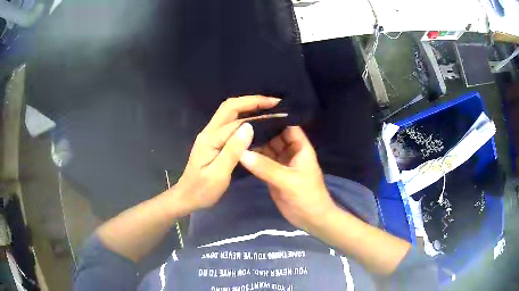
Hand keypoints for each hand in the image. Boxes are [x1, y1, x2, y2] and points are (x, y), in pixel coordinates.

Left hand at [174, 96, 280, 210]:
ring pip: (230, 113)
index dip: (256, 111)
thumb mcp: (218, 174)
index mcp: (210, 138)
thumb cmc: (202, 190)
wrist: (187, 197)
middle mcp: (209, 132)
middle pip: (230, 107)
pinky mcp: (213, 141)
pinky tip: (256, 123)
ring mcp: (210, 135)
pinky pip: (230, 124)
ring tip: (268, 109)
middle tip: (274, 102)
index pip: (236, 119)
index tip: (276, 109)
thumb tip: (250, 126)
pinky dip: (244, 118)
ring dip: (248, 107)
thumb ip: (232, 150)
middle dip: (252, 101)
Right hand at [239, 126, 336, 231]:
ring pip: (266, 150)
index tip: (255, 111)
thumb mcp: (288, 180)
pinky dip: (252, 159)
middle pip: (274, 136)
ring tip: (235, 135)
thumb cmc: (307, 196)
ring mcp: (280, 164)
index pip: (288, 126)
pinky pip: (261, 163)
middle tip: (238, 123)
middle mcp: (289, 152)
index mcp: (300, 148)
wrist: (310, 219)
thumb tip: (242, 153)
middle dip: (260, 131)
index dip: (275, 118)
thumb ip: (266, 167)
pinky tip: (238, 152)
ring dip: (254, 145)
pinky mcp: (272, 175)